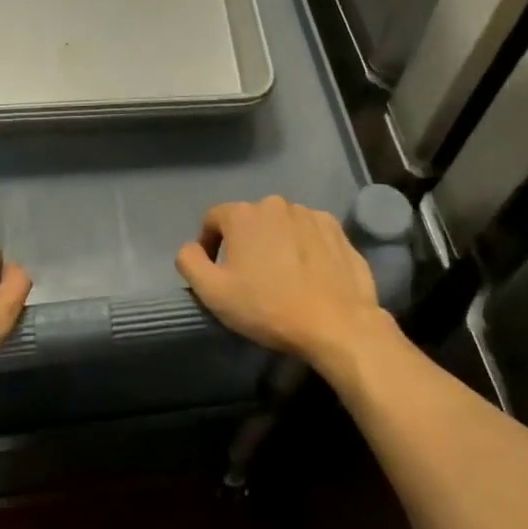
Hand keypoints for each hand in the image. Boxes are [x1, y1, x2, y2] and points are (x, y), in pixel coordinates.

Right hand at [176, 197, 390, 370]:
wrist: (337, 324)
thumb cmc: (268, 307)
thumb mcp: (213, 292)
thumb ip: (190, 262)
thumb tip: (190, 248)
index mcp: (243, 214)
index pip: (213, 218)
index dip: (208, 243)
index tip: (215, 271)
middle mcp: (275, 204)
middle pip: (250, 220)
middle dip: (245, 243)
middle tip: (250, 277)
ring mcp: (310, 214)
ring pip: (282, 225)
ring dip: (276, 243)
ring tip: (282, 277)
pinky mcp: (337, 230)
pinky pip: (310, 233)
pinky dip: (304, 247)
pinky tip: (309, 274)